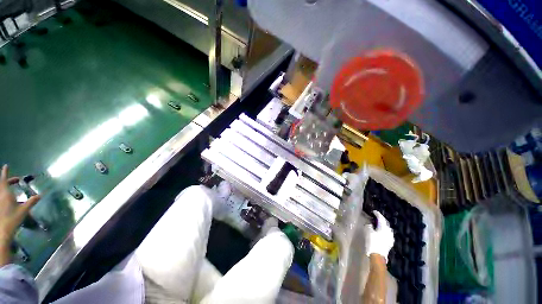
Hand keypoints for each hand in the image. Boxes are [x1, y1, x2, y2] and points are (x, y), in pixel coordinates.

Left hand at [0, 165, 39, 243]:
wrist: (2, 231)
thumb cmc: (12, 219)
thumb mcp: (23, 211)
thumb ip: (31, 202)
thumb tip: (40, 195)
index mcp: (5, 193)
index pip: (4, 179)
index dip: (5, 172)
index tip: (7, 165)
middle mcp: (0, 195)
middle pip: (3, 184)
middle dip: (9, 180)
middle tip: (16, 180)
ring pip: (1, 190)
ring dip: (7, 187)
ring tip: (12, 187)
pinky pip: (2, 196)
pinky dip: (5, 194)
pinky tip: (10, 199)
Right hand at [365, 211, 393, 262]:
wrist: (378, 256)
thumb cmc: (373, 242)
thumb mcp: (368, 232)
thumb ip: (369, 226)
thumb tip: (370, 224)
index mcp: (384, 227)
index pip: (381, 218)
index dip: (377, 214)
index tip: (374, 211)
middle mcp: (389, 231)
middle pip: (385, 223)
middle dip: (381, 220)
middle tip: (376, 217)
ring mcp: (390, 238)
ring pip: (387, 229)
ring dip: (383, 226)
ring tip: (378, 225)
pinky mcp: (390, 243)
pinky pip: (387, 234)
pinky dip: (384, 231)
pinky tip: (381, 233)